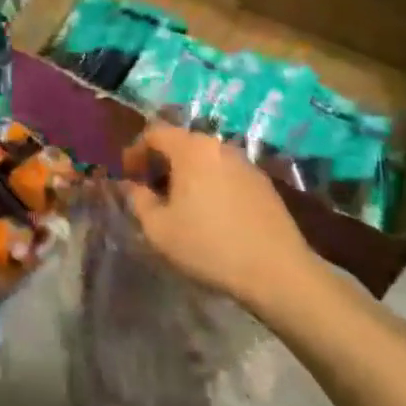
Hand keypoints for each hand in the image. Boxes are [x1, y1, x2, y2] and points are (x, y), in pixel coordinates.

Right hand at [119, 123, 320, 318]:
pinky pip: (225, 173)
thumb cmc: (209, 246)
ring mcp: (245, 163)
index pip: (154, 133)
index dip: (135, 151)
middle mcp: (218, 146)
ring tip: (180, 203)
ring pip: (205, 158)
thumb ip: (137, 200)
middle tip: (151, 190)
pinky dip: (210, 183)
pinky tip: (211, 213)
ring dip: (187, 173)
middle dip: (161, 162)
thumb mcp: (159, 229)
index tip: (128, 176)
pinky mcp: (263, 183)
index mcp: (191, 148)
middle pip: (181, 143)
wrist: (278, 273)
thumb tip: (132, 185)